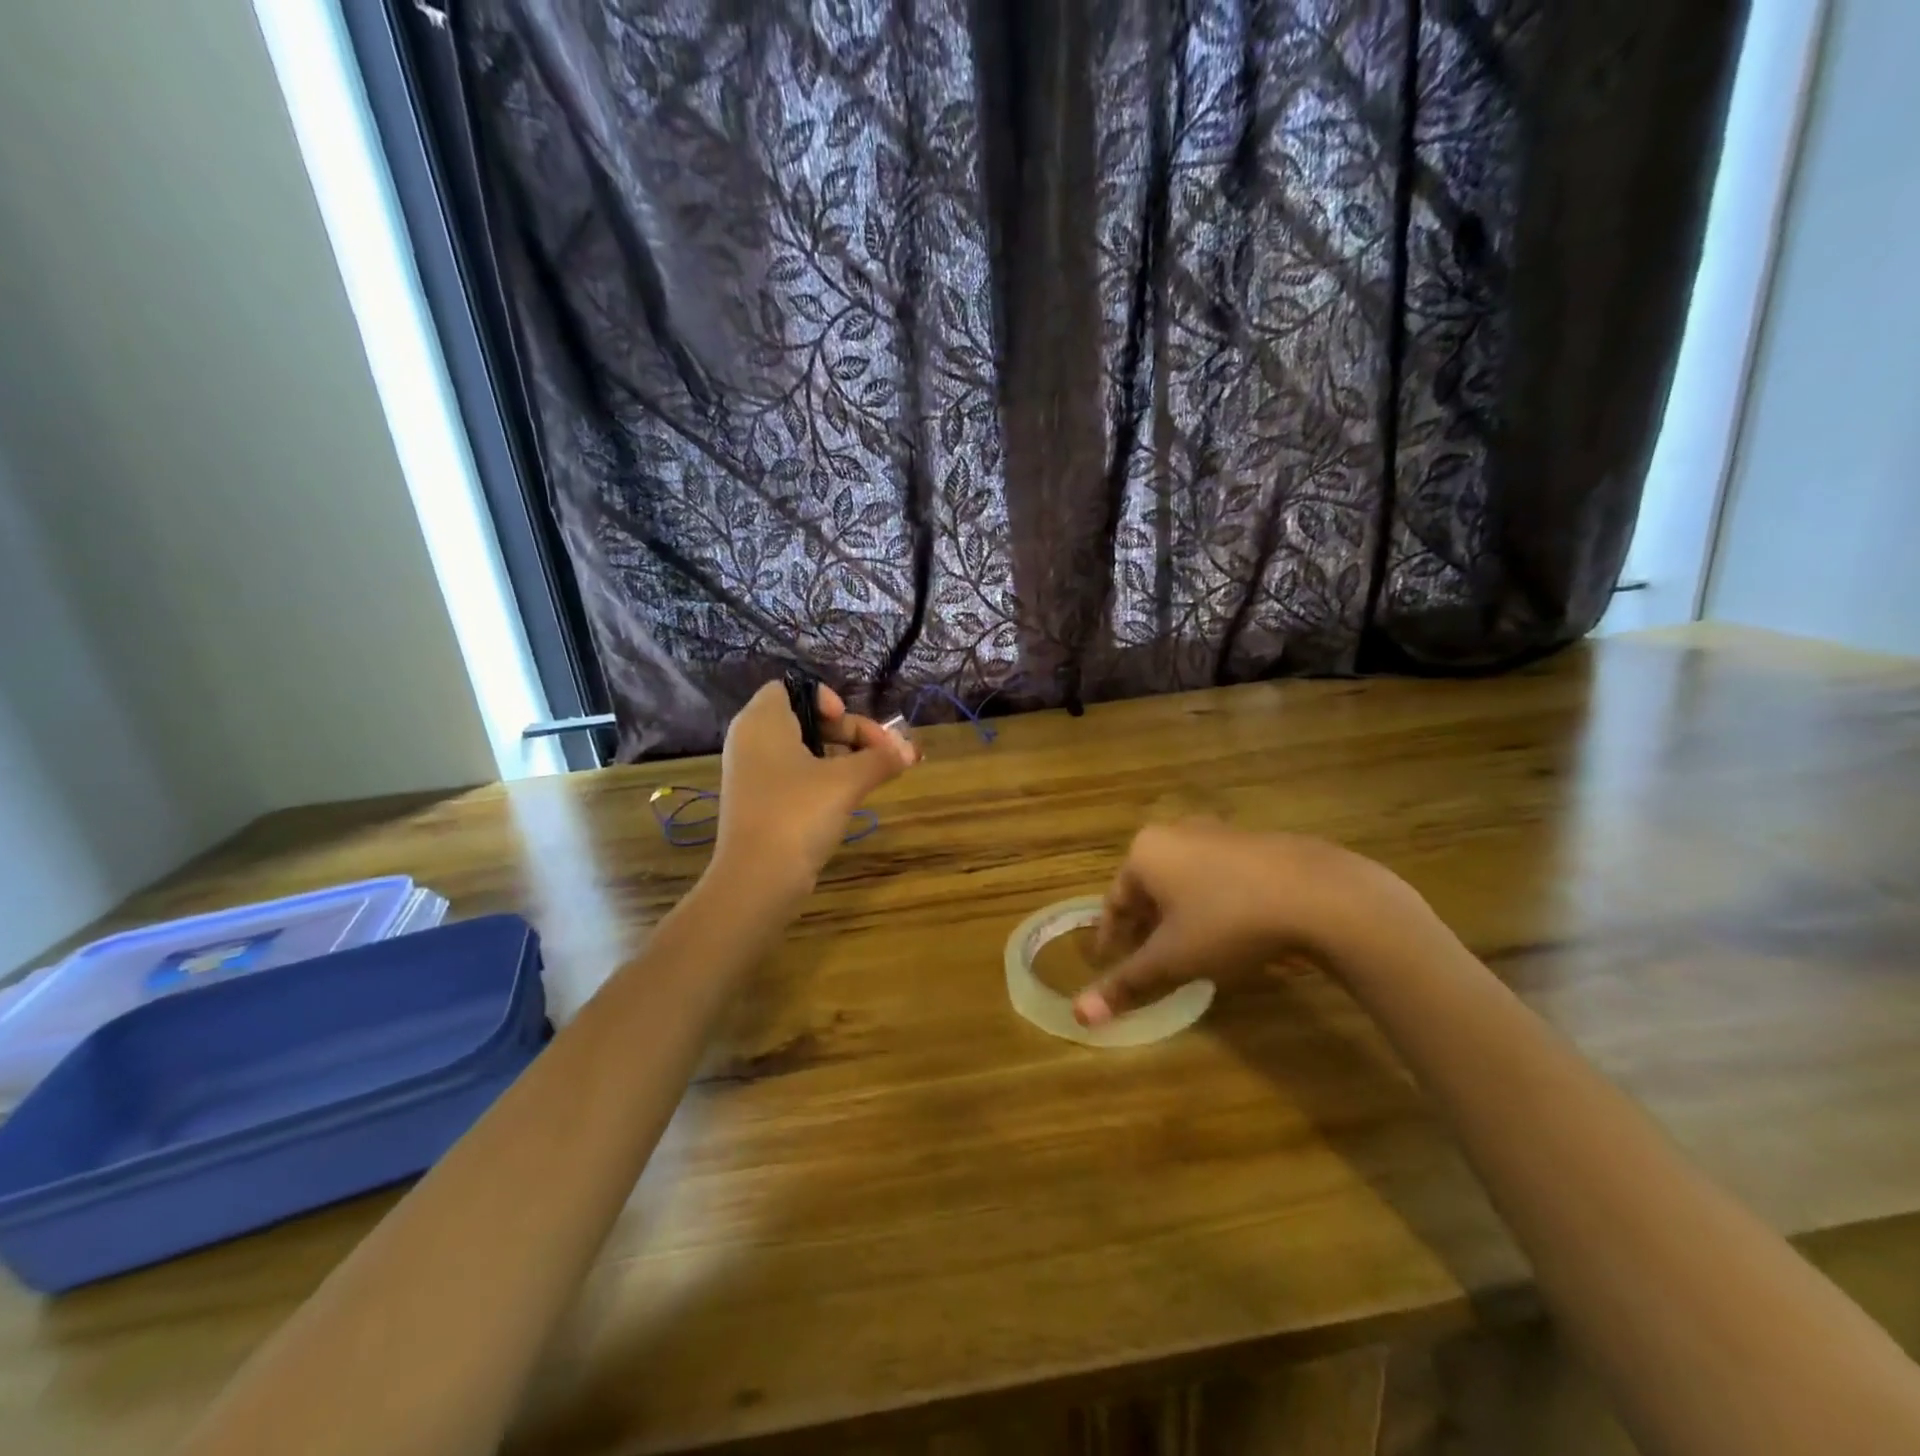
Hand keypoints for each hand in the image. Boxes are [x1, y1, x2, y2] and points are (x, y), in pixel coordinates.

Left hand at [713, 680, 916, 898]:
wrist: (758, 879)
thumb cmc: (798, 813)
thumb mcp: (847, 780)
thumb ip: (880, 759)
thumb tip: (910, 751)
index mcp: (761, 722)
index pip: (790, 688)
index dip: (824, 698)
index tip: (847, 720)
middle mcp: (751, 742)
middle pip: (804, 720)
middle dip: (848, 732)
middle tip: (882, 753)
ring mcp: (754, 776)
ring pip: (804, 751)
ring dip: (842, 758)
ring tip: (875, 775)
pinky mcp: (761, 805)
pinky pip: (796, 777)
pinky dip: (824, 780)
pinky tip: (850, 797)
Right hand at [1075, 819, 1419, 1026]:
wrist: (1317, 894)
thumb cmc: (1227, 922)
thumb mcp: (1173, 959)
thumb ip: (1127, 984)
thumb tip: (1080, 1016)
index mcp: (1145, 852)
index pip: (1114, 900)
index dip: (1111, 937)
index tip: (1110, 964)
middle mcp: (1175, 832)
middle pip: (1148, 887)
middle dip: (1146, 926)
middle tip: (1150, 961)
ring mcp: (1218, 833)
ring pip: (1184, 881)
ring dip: (1180, 915)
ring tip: (1190, 951)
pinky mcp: (1255, 843)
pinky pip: (1218, 877)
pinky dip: (1212, 904)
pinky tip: (1232, 932)